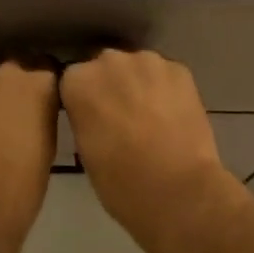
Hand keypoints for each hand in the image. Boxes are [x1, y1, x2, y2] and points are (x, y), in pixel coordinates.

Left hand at [0, 52, 59, 252]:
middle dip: (18, 77)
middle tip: (18, 103)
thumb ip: (42, 113)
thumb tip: (36, 108)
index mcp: (38, 84)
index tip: (46, 96)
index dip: (46, 82)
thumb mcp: (47, 145)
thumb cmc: (21, 190)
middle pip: (14, 62)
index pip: (47, 66)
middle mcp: (4, 72)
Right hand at [60, 48, 253, 252]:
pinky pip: (166, 75)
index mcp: (77, 81)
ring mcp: (147, 61)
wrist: (178, 191)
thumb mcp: (84, 150)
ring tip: (152, 117)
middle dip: (111, 87)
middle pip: (105, 67)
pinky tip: (174, 116)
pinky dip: (167, 90)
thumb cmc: (120, 183)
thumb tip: (96, 114)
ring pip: (138, 68)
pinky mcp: (180, 69)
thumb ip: (85, 118)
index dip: (84, 100)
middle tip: (122, 118)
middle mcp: (108, 61)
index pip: (73, 81)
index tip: (92, 120)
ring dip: (140, 85)